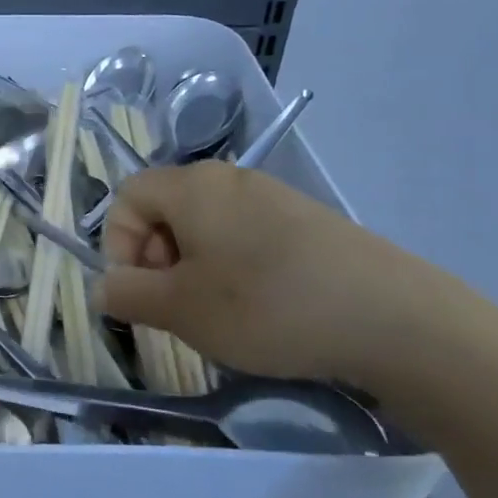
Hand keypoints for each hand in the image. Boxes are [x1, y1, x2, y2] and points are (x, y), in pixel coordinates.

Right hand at [97, 163, 456, 388]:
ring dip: (195, 268)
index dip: (119, 245)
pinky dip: (235, 267)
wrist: (394, 318)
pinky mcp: (307, 220)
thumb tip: (104, 287)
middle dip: (157, 259)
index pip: (127, 197)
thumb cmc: (267, 306)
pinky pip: (247, 235)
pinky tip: (263, 308)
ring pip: (207, 226)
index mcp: (192, 187)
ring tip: (220, 313)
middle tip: (179, 307)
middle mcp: (229, 179)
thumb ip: (128, 295)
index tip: (142, 292)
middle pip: (166, 209)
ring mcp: (273, 196)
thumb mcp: (182, 310)